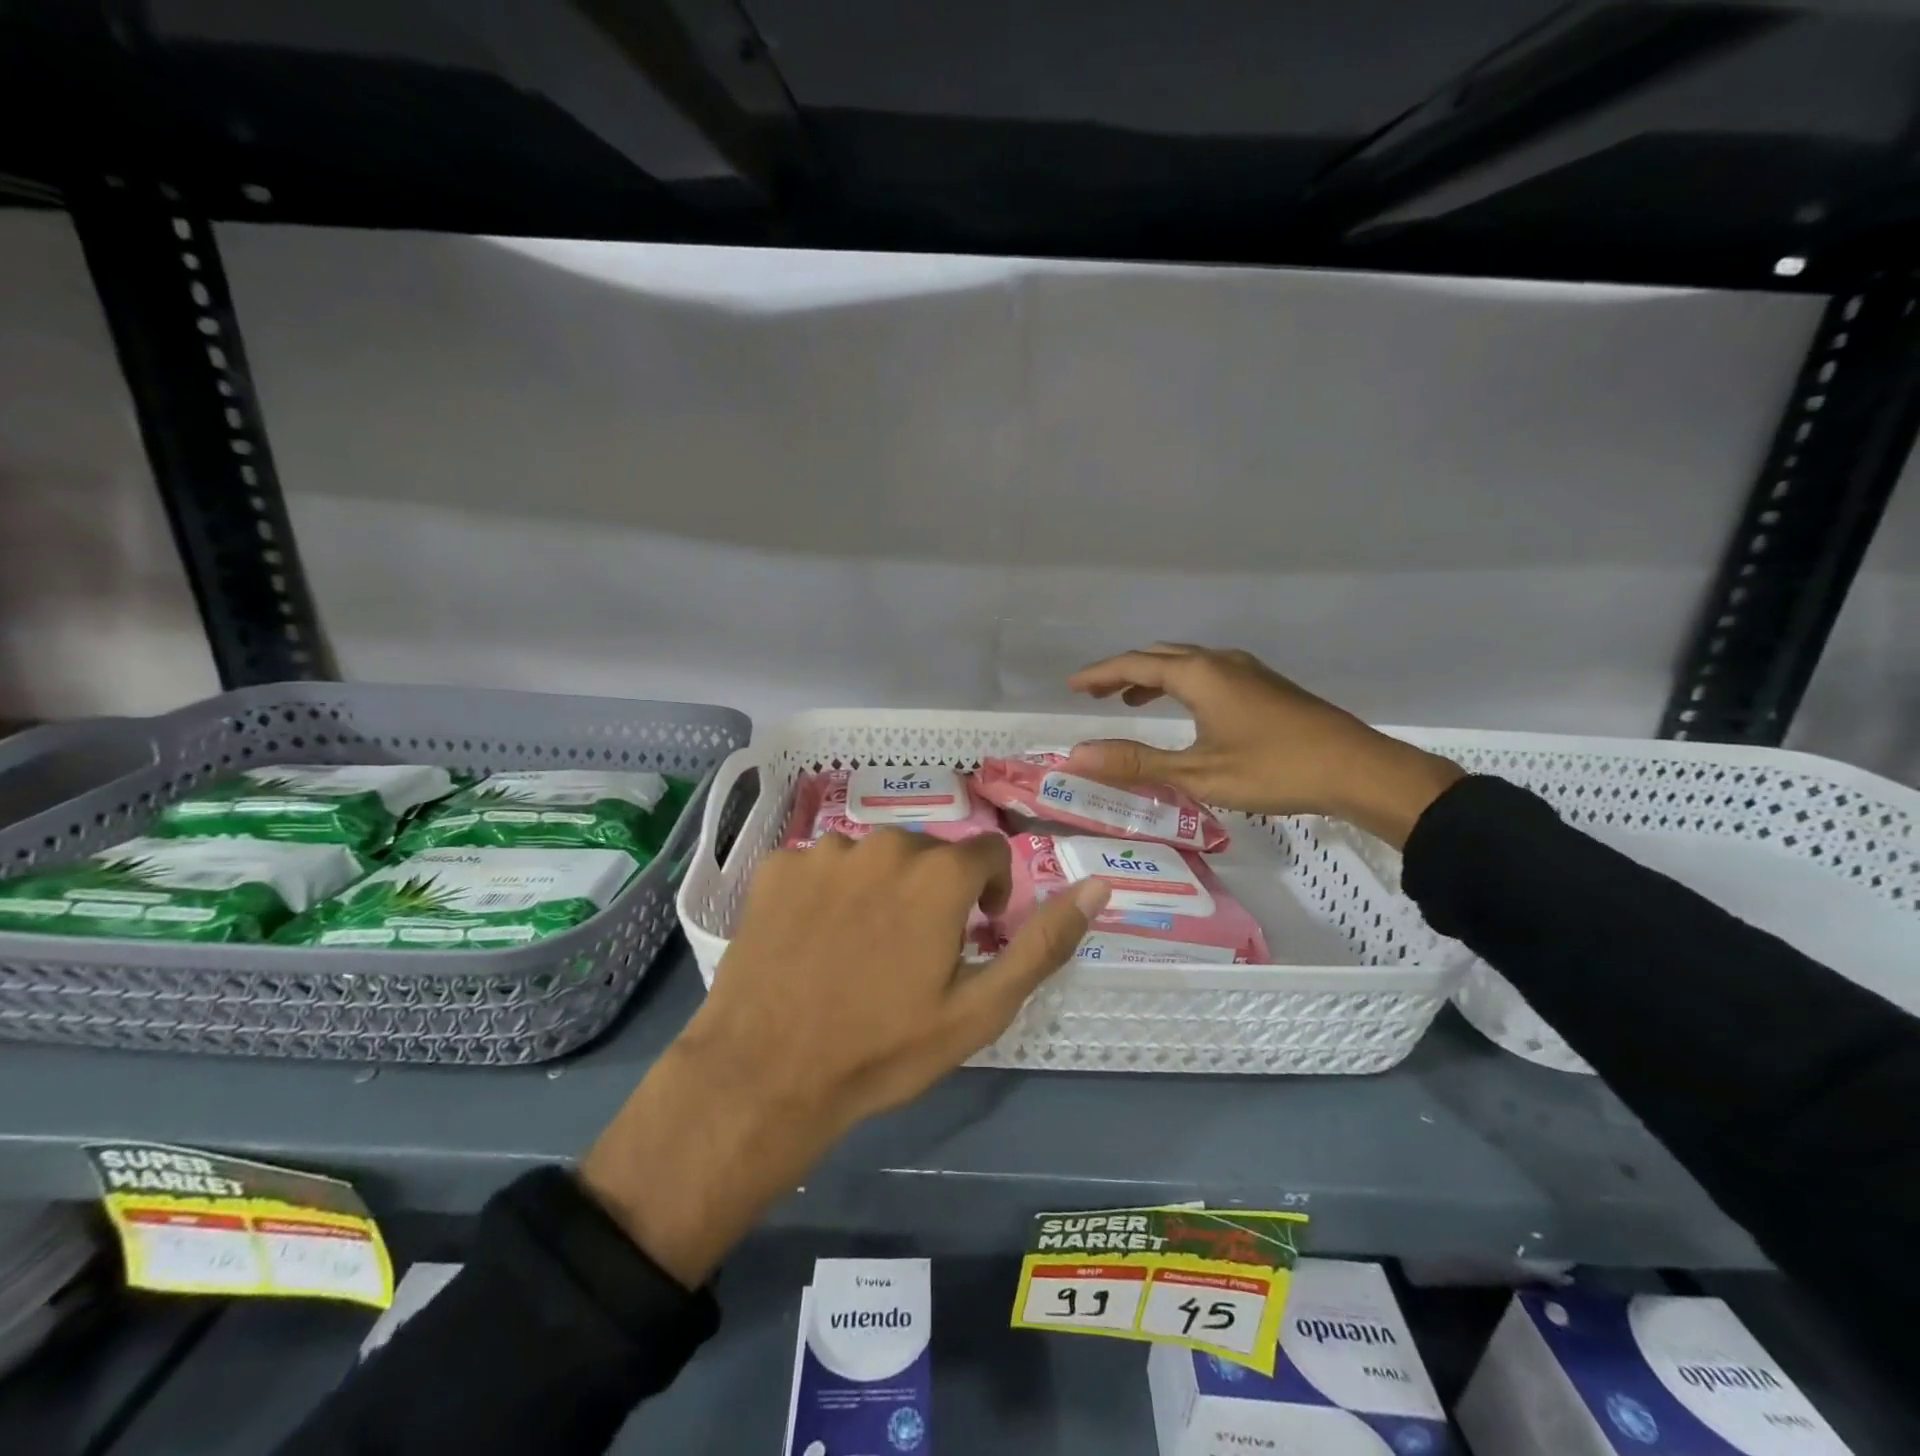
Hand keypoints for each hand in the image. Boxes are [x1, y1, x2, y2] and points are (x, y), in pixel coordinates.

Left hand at [579, 830, 1108, 1286]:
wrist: (766, 1075)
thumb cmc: (884, 1049)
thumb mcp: (981, 1008)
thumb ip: (1043, 942)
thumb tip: (1099, 886)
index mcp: (938, 872)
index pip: (987, 854)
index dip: (989, 894)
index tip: (973, 933)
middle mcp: (883, 843)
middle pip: (928, 854)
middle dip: (934, 892)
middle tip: (913, 954)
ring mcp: (823, 851)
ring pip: (873, 858)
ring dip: (880, 890)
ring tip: (860, 950)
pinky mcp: (776, 867)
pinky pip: (821, 867)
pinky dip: (828, 893)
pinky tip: (813, 940)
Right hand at [1064, 643, 1462, 847]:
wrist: (1357, 769)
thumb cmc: (1273, 769)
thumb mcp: (1197, 773)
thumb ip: (1135, 763)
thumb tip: (1076, 756)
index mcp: (1199, 675)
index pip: (1134, 665)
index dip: (1098, 675)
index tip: (1070, 685)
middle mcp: (1220, 662)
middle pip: (1159, 656)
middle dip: (1122, 671)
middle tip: (1093, 692)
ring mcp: (1246, 670)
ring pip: (1185, 662)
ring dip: (1151, 676)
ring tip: (1127, 700)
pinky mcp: (1264, 685)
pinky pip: (1206, 672)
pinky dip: (1179, 683)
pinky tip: (1183, 708)